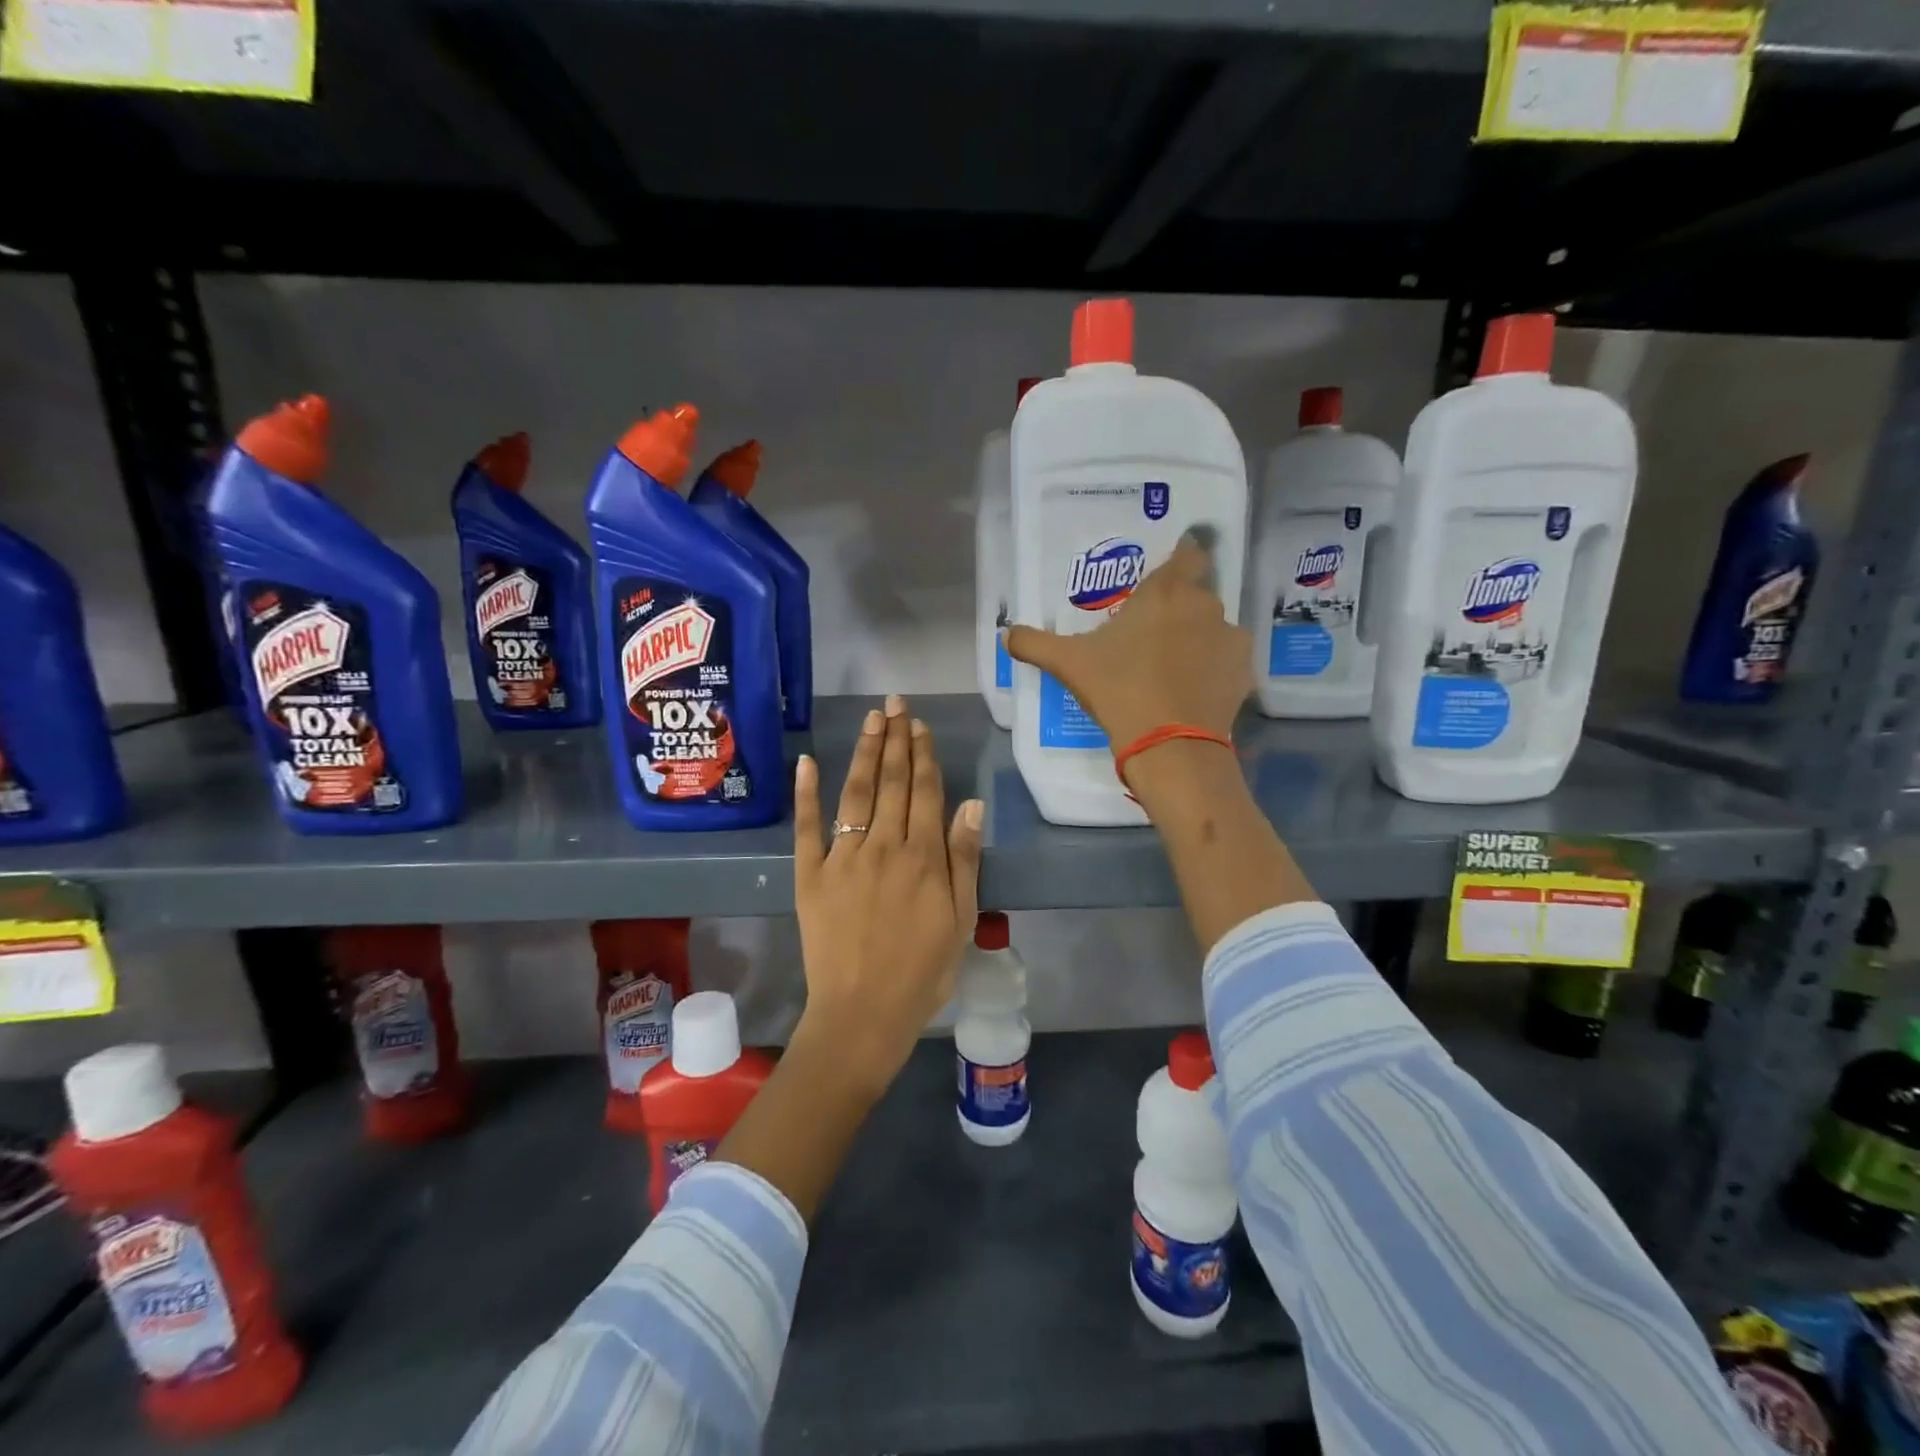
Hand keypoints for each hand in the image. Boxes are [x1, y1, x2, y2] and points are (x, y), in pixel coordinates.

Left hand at [791, 694, 984, 1101]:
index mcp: (923, 857)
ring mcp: (843, 857)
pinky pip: (807, 827)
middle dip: (895, 740)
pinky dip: (806, 792)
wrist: (863, 1013)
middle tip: (894, 704)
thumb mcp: (960, 919)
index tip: (919, 726)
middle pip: (893, 782)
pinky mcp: (810, 875)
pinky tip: (808, 761)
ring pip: (856, 793)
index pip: (926, 792)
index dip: (923, 755)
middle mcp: (884, 846)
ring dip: (865, 752)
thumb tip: (970, 804)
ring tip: (871, 719)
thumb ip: (963, 859)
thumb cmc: (923, 971)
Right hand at [1005, 536, 1250, 749]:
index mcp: (1165, 592)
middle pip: (1197, 593)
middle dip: (1179, 607)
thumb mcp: (1068, 664)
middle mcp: (1203, 605)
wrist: (1169, 744)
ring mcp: (1229, 638)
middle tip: (1152, 632)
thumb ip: (1035, 643)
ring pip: (1213, 627)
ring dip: (1197, 638)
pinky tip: (1192, 689)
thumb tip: (1006, 634)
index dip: (1182, 557)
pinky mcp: (1243, 672)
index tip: (1168, 573)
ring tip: (1172, 667)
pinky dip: (1213, 668)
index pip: (1187, 554)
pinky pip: (1227, 659)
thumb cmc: (1118, 688)